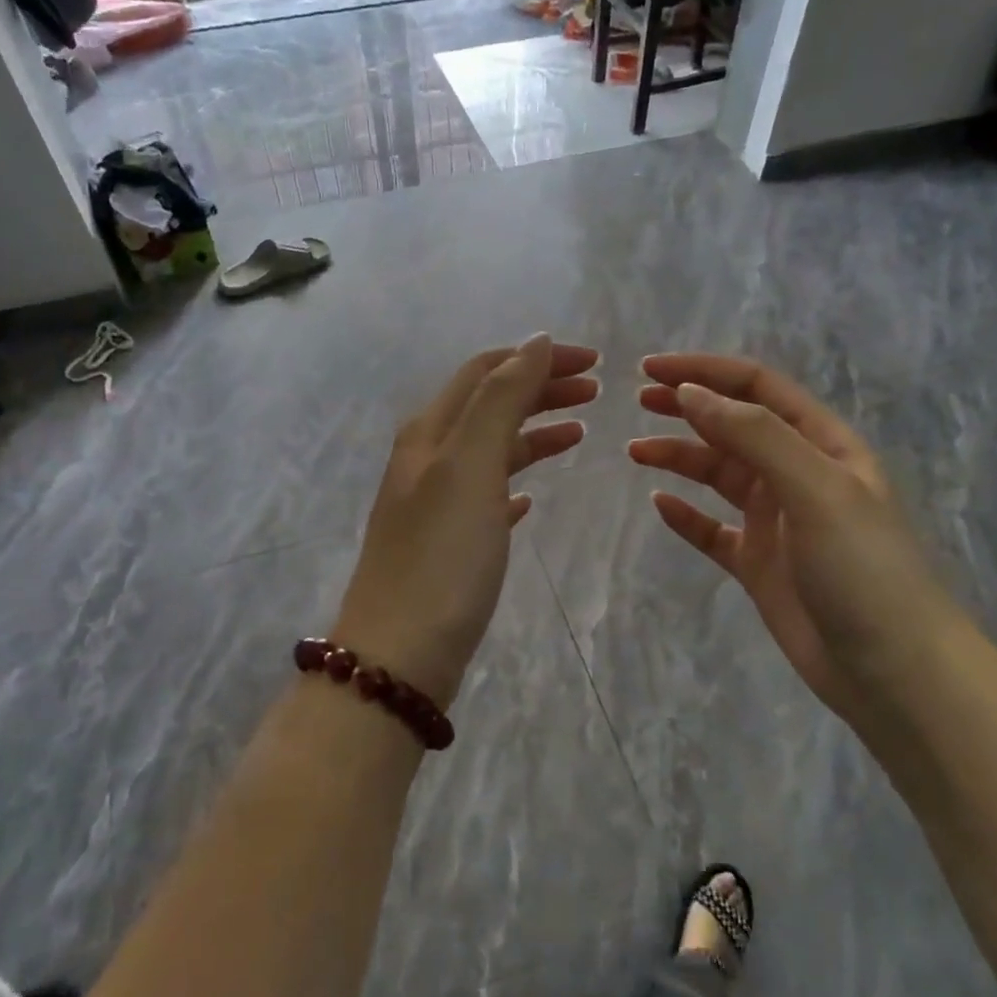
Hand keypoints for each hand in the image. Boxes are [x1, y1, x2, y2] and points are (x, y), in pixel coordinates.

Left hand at [333, 335, 599, 703]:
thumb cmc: (442, 556)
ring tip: (580, 430)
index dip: (537, 358)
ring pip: (491, 449)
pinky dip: (515, 481)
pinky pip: (488, 495)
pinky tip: (534, 495)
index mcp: (430, 432)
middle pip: (489, 405)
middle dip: (540, 388)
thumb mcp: (471, 466)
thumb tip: (533, 342)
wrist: (400, 654)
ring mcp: (435, 502)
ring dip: (533, 431)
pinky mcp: (448, 543)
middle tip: (596, 390)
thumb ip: (501, 400)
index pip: (486, 372)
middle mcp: (427, 458)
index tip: (593, 362)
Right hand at [630, 352, 962, 718]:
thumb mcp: (814, 488)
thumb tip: (691, 393)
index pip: (758, 389)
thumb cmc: (861, 568)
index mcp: (822, 445)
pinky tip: (660, 504)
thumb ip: (754, 435)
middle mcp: (797, 474)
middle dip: (689, 406)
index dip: (706, 372)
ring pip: (719, 474)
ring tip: (636, 451)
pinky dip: (686, 515)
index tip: (652, 370)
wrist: (892, 671)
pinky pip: (712, 530)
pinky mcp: (758, 564)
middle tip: (639, 400)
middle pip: (734, 425)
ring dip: (679, 457)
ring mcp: (776, 521)